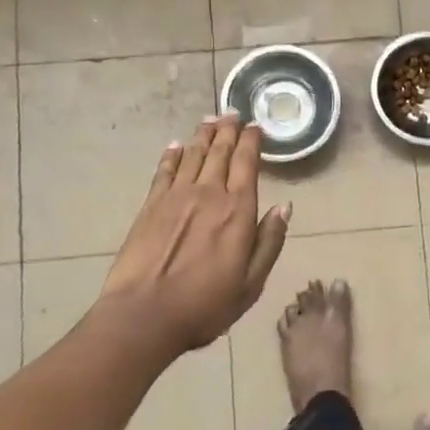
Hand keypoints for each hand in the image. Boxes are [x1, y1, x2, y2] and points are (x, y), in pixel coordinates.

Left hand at [99, 112, 290, 352]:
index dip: (252, 142)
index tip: (256, 127)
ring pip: (193, 155)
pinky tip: (176, 145)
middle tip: (234, 113)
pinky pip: (164, 171)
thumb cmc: (205, 305)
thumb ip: (269, 241)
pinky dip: (172, 155)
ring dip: (204, 135)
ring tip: (211, 120)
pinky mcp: (150, 206)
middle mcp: (208, 194)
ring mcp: (176, 197)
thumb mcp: (251, 283)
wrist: (144, 315)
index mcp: (237, 211)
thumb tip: (285, 207)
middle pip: (220, 152)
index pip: (247, 164)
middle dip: (229, 130)